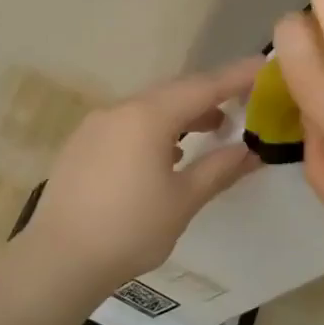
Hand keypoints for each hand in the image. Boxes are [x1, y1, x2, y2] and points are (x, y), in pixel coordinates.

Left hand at [22, 57, 265, 294]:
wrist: (60, 259)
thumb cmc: (130, 230)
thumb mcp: (183, 201)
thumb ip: (219, 169)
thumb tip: (251, 151)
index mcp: (147, 117)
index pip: (202, 87)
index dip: (236, 76)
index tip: (263, 65)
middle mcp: (118, 110)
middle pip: (173, 93)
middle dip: (209, 96)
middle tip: (242, 103)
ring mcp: (94, 126)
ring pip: (147, 108)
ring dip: (181, 115)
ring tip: (210, 130)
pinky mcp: (80, 145)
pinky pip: (126, 124)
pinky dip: (153, 129)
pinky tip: (165, 154)